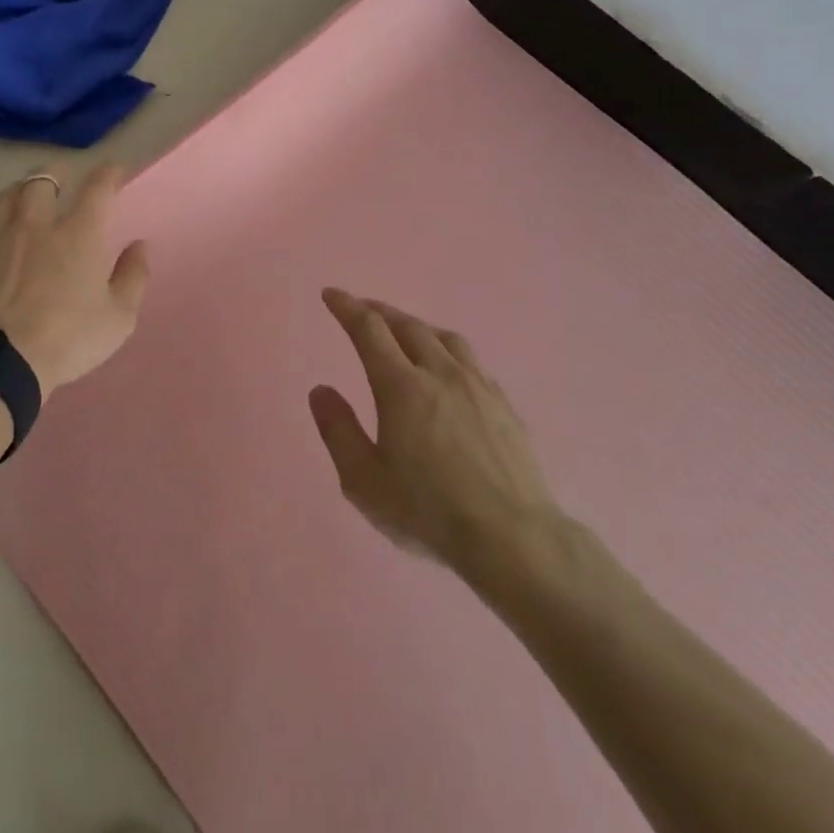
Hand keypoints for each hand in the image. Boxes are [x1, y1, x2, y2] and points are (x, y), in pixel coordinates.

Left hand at [0, 165, 150, 395]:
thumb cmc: (66, 341)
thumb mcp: (118, 319)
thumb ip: (133, 278)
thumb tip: (139, 246)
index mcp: (79, 234)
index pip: (98, 187)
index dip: (109, 172)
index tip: (115, 171)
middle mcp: (36, 224)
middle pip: (43, 178)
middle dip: (58, 172)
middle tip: (64, 178)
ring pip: (5, 195)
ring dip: (20, 191)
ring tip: (25, 197)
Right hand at [310, 290, 559, 578]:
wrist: (512, 538)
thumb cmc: (428, 512)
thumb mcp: (364, 481)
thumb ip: (338, 431)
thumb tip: (321, 390)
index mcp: (401, 386)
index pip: (369, 329)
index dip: (347, 307)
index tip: (331, 294)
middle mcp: (440, 373)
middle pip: (407, 325)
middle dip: (379, 311)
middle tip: (361, 308)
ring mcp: (477, 386)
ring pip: (443, 337)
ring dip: (416, 325)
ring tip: (404, 330)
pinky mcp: (504, 404)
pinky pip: (470, 360)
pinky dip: (447, 349)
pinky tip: (449, 367)